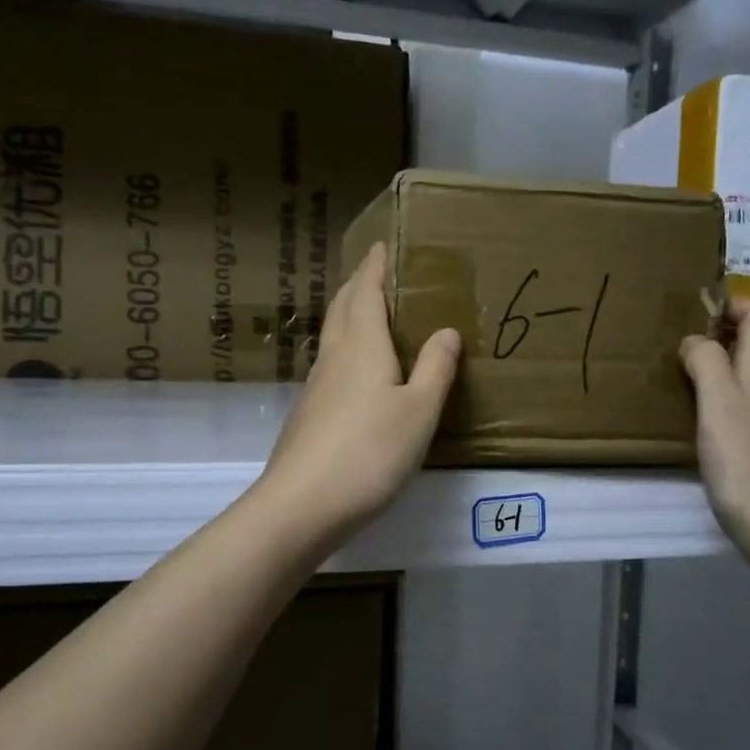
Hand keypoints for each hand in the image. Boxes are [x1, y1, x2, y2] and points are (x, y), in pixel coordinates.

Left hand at [257, 242, 460, 542]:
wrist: (303, 505)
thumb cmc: (369, 451)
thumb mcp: (419, 411)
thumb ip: (435, 369)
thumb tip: (446, 331)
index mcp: (361, 346)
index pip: (365, 293)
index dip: (374, 267)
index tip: (381, 245)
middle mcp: (333, 358)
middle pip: (341, 309)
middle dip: (357, 285)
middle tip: (376, 272)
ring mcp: (316, 388)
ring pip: (332, 338)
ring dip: (349, 317)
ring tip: (370, 314)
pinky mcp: (309, 416)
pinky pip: (331, 366)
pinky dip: (346, 351)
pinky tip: (358, 373)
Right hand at [680, 300, 749, 549]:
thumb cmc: (747, 463)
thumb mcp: (719, 404)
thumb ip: (706, 363)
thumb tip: (694, 339)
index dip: (733, 304)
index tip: (695, 310)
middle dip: (717, 331)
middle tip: (675, 340)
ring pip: (742, 375)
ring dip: (712, 364)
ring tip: (675, 373)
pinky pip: (735, 406)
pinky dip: (713, 398)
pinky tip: (690, 416)